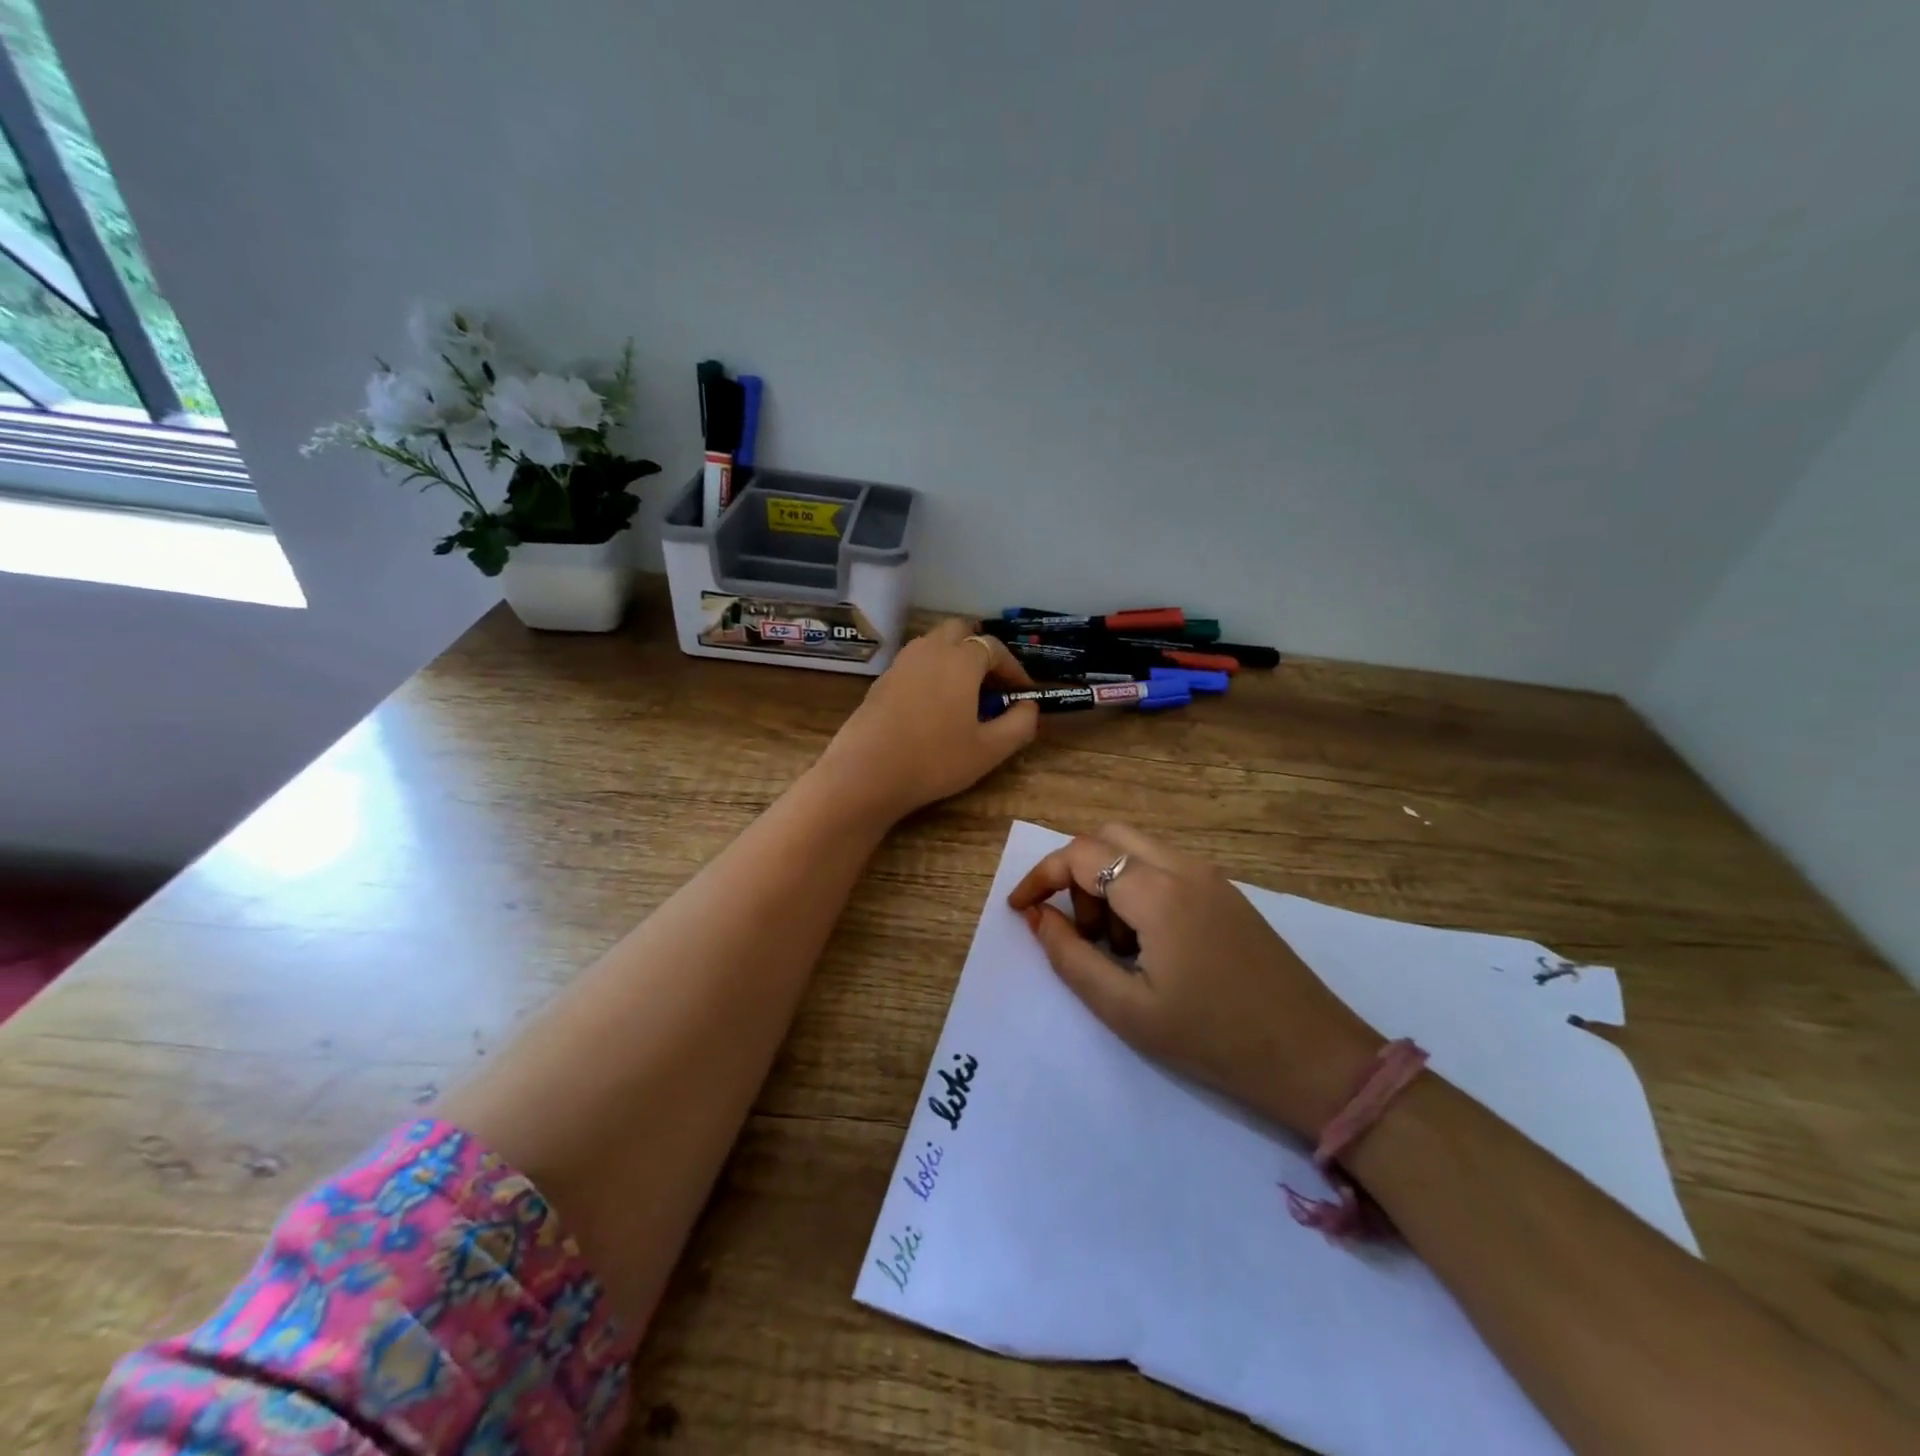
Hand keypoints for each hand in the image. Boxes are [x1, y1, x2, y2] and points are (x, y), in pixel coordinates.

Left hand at [814, 618, 1039, 821]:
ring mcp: (900, 663)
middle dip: (981, 650)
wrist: (865, 773)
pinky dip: (930, 673)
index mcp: (960, 660)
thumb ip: (1019, 724)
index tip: (1023, 693)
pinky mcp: (880, 681)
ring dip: (954, 659)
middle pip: (960, 631)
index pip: (995, 648)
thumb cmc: (935, 760)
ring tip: (964, 695)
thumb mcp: (989, 750)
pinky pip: (914, 664)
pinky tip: (933, 707)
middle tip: (992, 684)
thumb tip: (1028, 707)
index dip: (1014, 668)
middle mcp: (929, 650)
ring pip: (933, 644)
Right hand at [1007, 824, 1384, 1137]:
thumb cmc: (1213, 1040)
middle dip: (1077, 875)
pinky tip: (1150, 947)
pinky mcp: (1228, 894)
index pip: (1081, 855)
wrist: (1315, 1058)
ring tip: (1116, 950)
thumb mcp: (1127, 1010)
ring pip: (1138, 852)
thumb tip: (1038, 917)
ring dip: (1109, 884)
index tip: (1019, 909)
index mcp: (1159, 892)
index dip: (1040, 876)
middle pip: (1109, 838)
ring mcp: (1212, 877)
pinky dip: (1138, 891)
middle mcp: (1185, 868)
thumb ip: (1070, 958)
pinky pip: (1166, 870)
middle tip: (1079, 933)